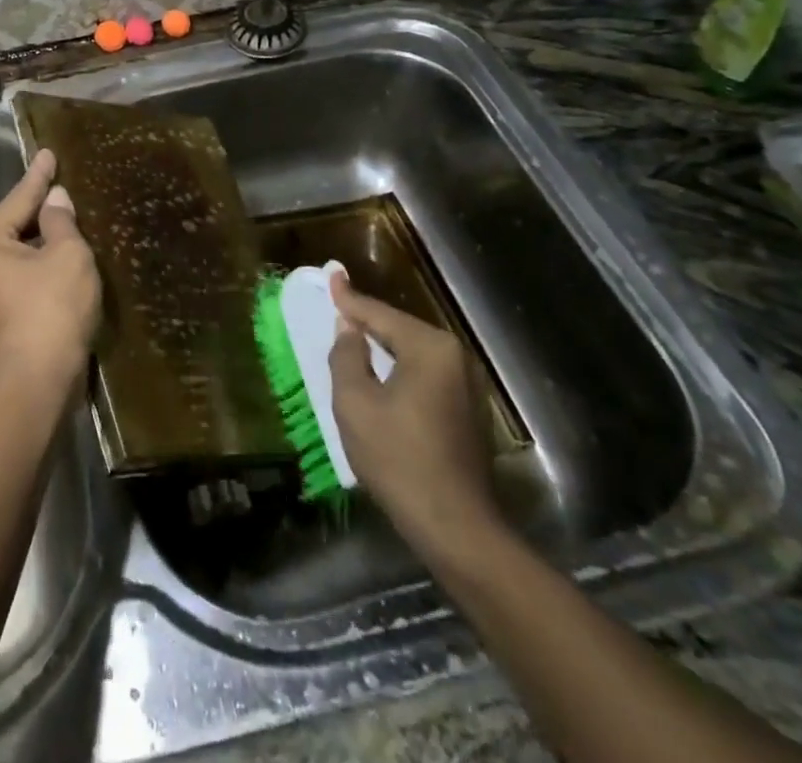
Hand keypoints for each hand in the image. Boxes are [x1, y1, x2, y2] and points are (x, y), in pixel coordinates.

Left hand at [0, 150, 100, 394]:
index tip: (48, 153)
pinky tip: (61, 258)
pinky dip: (40, 265)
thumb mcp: (67, 255)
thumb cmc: (51, 309)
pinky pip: (21, 276)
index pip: (18, 199)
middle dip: (39, 210)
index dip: (39, 176)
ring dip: (42, 241)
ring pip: (17, 254)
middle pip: (13, 226)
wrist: (37, 384)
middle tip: (62, 185)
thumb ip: (61, 221)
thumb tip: (56, 200)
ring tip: (66, 219)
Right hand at [328, 270, 505, 564]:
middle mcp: (455, 357)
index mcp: (429, 348)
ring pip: (414, 354)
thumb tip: (349, 328)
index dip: (349, 298)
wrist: (456, 527)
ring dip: (385, 348)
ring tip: (355, 336)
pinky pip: (426, 375)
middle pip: (400, 330)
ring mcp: (468, 385)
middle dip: (368, 321)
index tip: (331, 274)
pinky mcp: (469, 411)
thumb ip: (347, 355)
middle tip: (339, 308)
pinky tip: (382, 375)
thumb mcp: (355, 403)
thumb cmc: (398, 459)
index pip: (380, 314)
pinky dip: (401, 370)